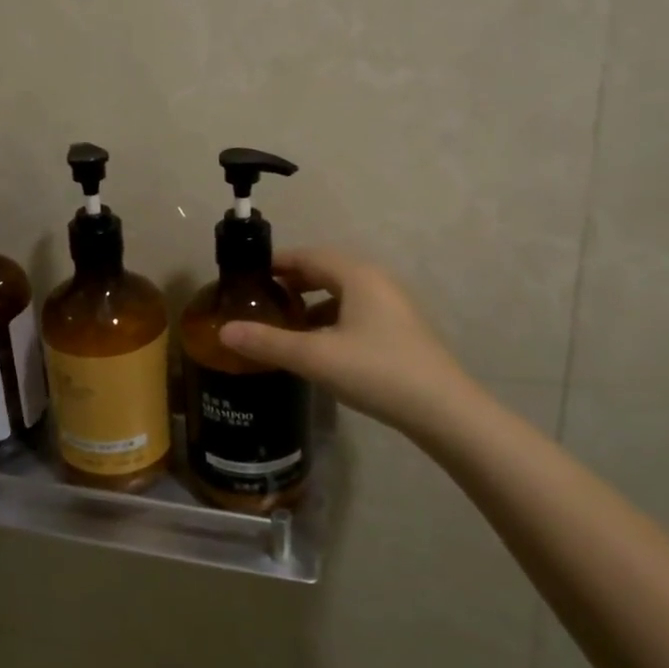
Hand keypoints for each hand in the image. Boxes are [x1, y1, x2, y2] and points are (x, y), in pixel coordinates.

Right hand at [219, 249, 474, 434]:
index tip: (247, 275)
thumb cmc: (377, 372)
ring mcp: (392, 305)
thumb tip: (224, 331)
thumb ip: (268, 342)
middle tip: (260, 299)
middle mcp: (376, 281)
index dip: (276, 262)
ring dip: (312, 302)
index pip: (307, 256)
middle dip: (292, 282)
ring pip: (342, 293)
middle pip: (325, 271)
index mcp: (357, 275)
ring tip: (284, 323)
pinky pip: (356, 311)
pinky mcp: (400, 329)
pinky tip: (318, 345)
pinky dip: (331, 319)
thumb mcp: (316, 357)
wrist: (444, 411)